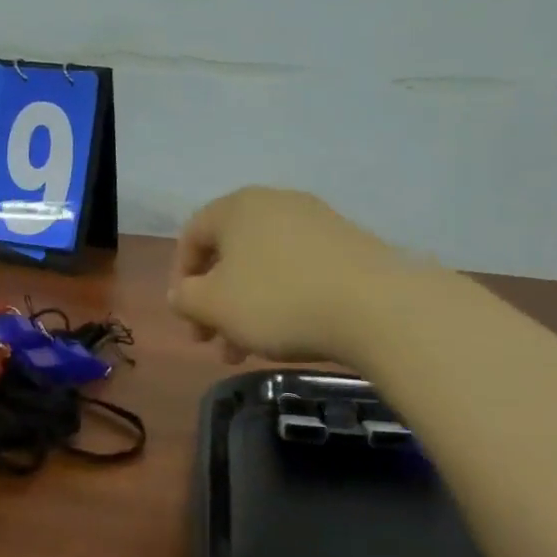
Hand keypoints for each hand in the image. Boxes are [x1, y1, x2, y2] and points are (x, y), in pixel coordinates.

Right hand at [169, 187, 427, 365]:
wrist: (376, 307)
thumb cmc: (278, 301)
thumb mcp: (214, 305)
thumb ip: (185, 297)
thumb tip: (181, 293)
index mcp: (238, 207)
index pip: (192, 235)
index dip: (180, 278)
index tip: (186, 317)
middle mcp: (276, 204)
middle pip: (230, 254)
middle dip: (215, 302)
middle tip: (212, 342)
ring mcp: (317, 222)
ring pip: (264, 268)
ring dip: (246, 309)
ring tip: (247, 352)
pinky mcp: (349, 246)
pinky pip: (298, 271)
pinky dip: (282, 301)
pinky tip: (288, 335)